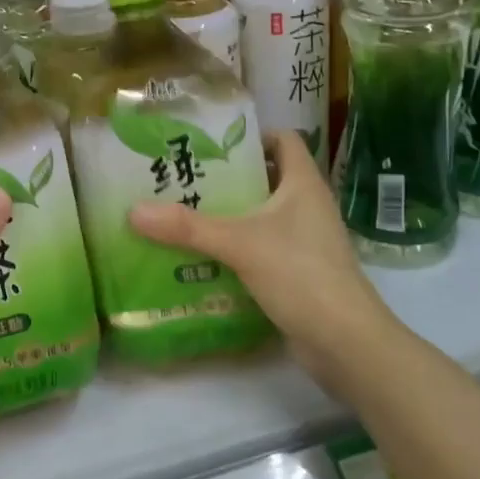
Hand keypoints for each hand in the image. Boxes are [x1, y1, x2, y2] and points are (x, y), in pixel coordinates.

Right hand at [127, 132, 397, 395]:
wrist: (346, 342)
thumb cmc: (300, 275)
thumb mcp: (239, 244)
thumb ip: (188, 227)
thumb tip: (134, 211)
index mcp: (303, 184)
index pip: (283, 140)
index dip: (252, 136)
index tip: (211, 143)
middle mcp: (308, 206)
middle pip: (267, 178)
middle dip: (227, 178)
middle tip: (184, 179)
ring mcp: (305, 241)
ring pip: (262, 216)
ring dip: (229, 216)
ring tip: (184, 215)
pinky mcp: (298, 272)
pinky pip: (262, 248)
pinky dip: (236, 248)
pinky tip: (203, 257)